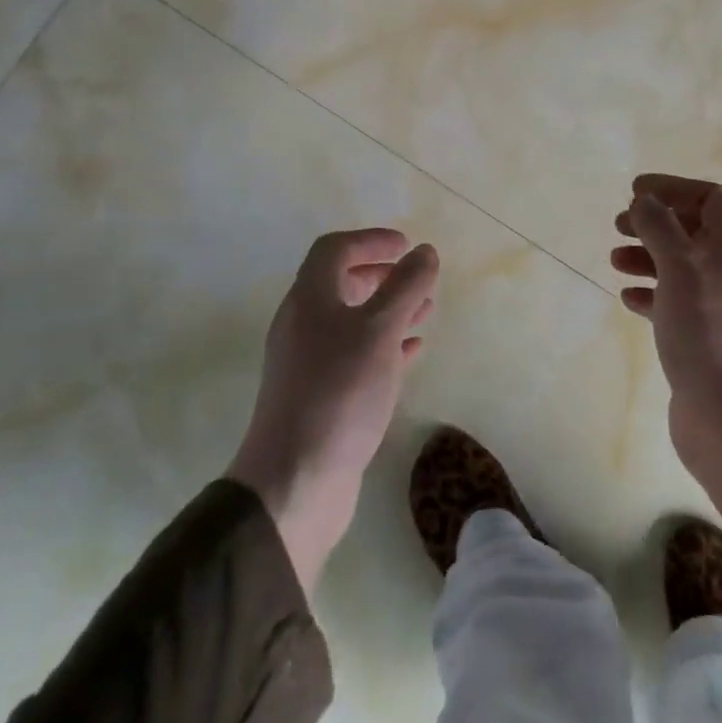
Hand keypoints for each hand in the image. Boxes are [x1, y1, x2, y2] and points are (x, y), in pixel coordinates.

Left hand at [229, 229, 439, 591]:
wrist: (295, 482)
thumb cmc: (339, 392)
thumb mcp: (379, 330)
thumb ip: (405, 287)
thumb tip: (425, 251)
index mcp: (309, 300)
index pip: (334, 250)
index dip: (370, 240)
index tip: (407, 245)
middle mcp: (304, 326)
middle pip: (341, 284)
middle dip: (382, 275)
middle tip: (417, 277)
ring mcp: (311, 364)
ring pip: (354, 322)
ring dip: (389, 310)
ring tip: (426, 310)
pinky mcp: (323, 397)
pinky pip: (358, 356)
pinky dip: (386, 345)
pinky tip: (413, 351)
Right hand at [613, 175, 721, 565]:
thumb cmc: (708, 330)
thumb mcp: (680, 267)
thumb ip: (660, 227)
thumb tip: (645, 199)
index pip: (710, 199)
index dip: (672, 189)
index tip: (633, 191)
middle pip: (695, 231)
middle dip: (655, 223)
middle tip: (619, 225)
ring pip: (683, 267)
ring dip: (649, 257)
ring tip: (615, 261)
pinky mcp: (709, 336)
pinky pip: (679, 301)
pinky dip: (653, 293)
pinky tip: (628, 298)